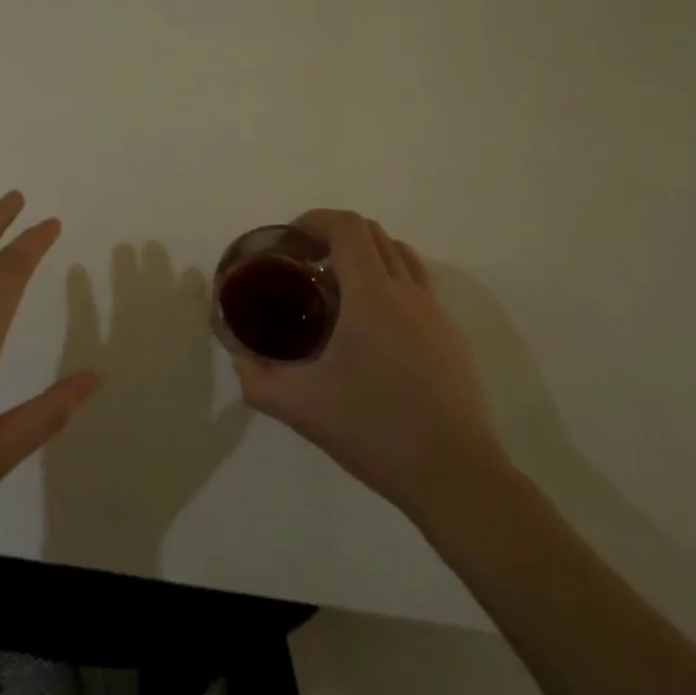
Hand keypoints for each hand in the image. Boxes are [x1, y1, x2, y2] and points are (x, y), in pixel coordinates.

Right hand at [231, 209, 503, 517]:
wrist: (455, 475)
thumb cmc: (376, 431)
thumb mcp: (302, 409)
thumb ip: (259, 381)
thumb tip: (239, 361)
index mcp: (372, 296)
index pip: (348, 228)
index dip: (317, 219)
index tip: (292, 239)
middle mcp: (408, 292)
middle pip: (374, 233)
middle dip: (337, 235)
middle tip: (308, 265)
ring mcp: (436, 313)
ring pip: (402, 255)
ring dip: (369, 254)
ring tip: (341, 289)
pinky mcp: (452, 337)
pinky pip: (419, 285)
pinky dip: (391, 281)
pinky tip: (374, 327)